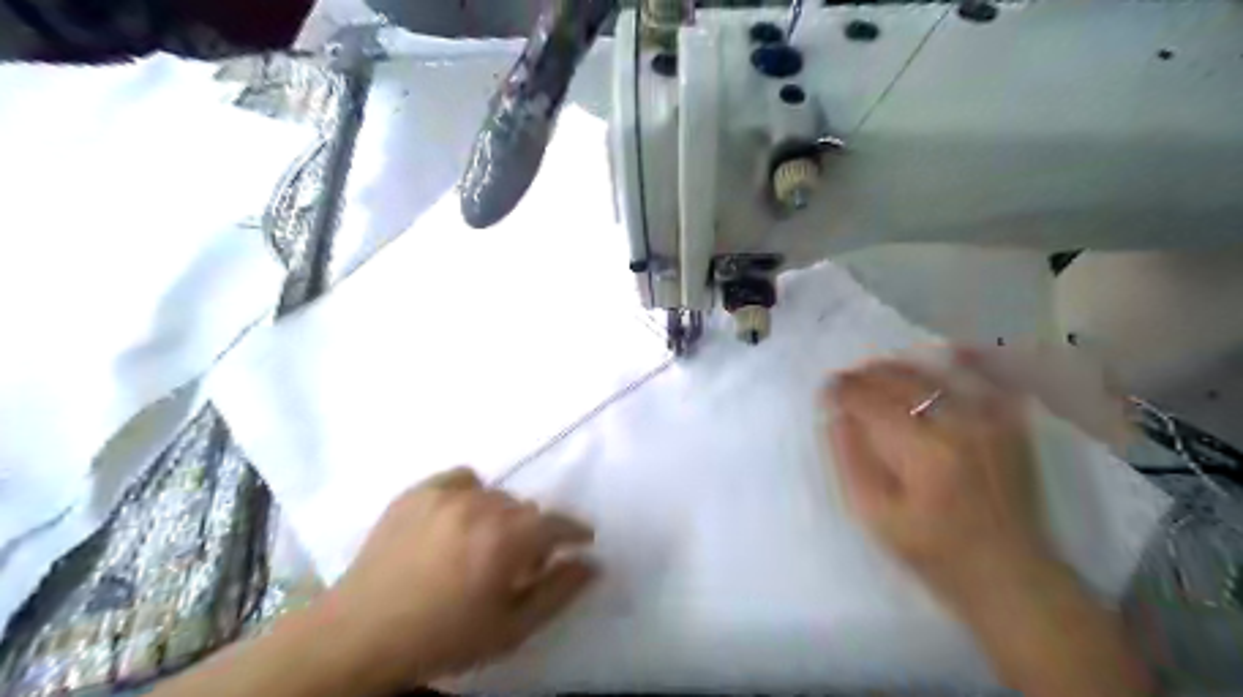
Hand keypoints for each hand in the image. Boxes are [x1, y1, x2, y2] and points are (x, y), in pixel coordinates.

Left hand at [325, 466, 596, 687]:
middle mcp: (481, 505)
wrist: (359, 635)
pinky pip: (462, 479)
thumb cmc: (442, 639)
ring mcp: (446, 494)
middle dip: (531, 533)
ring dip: (501, 516)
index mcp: (506, 539)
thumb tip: (593, 563)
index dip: (574, 531)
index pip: (556, 523)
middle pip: (526, 509)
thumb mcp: (510, 629)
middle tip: (517, 562)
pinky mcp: (418, 491)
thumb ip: (558, 591)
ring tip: (482, 544)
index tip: (582, 539)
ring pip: (496, 495)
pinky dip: (470, 495)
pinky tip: (457, 520)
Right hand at [822, 354, 1057, 609]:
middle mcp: (962, 425)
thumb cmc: (934, 552)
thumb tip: (835, 417)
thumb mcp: (876, 516)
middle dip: (867, 374)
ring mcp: (993, 422)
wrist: (1011, 576)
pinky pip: (988, 379)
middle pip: (904, 380)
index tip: (825, 390)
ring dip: (902, 365)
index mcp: (924, 452)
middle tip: (845, 378)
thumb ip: (851, 460)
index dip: (844, 391)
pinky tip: (948, 351)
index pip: (872, 403)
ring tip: (877, 369)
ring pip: (939, 373)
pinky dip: (967, 361)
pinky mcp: (1013, 427)